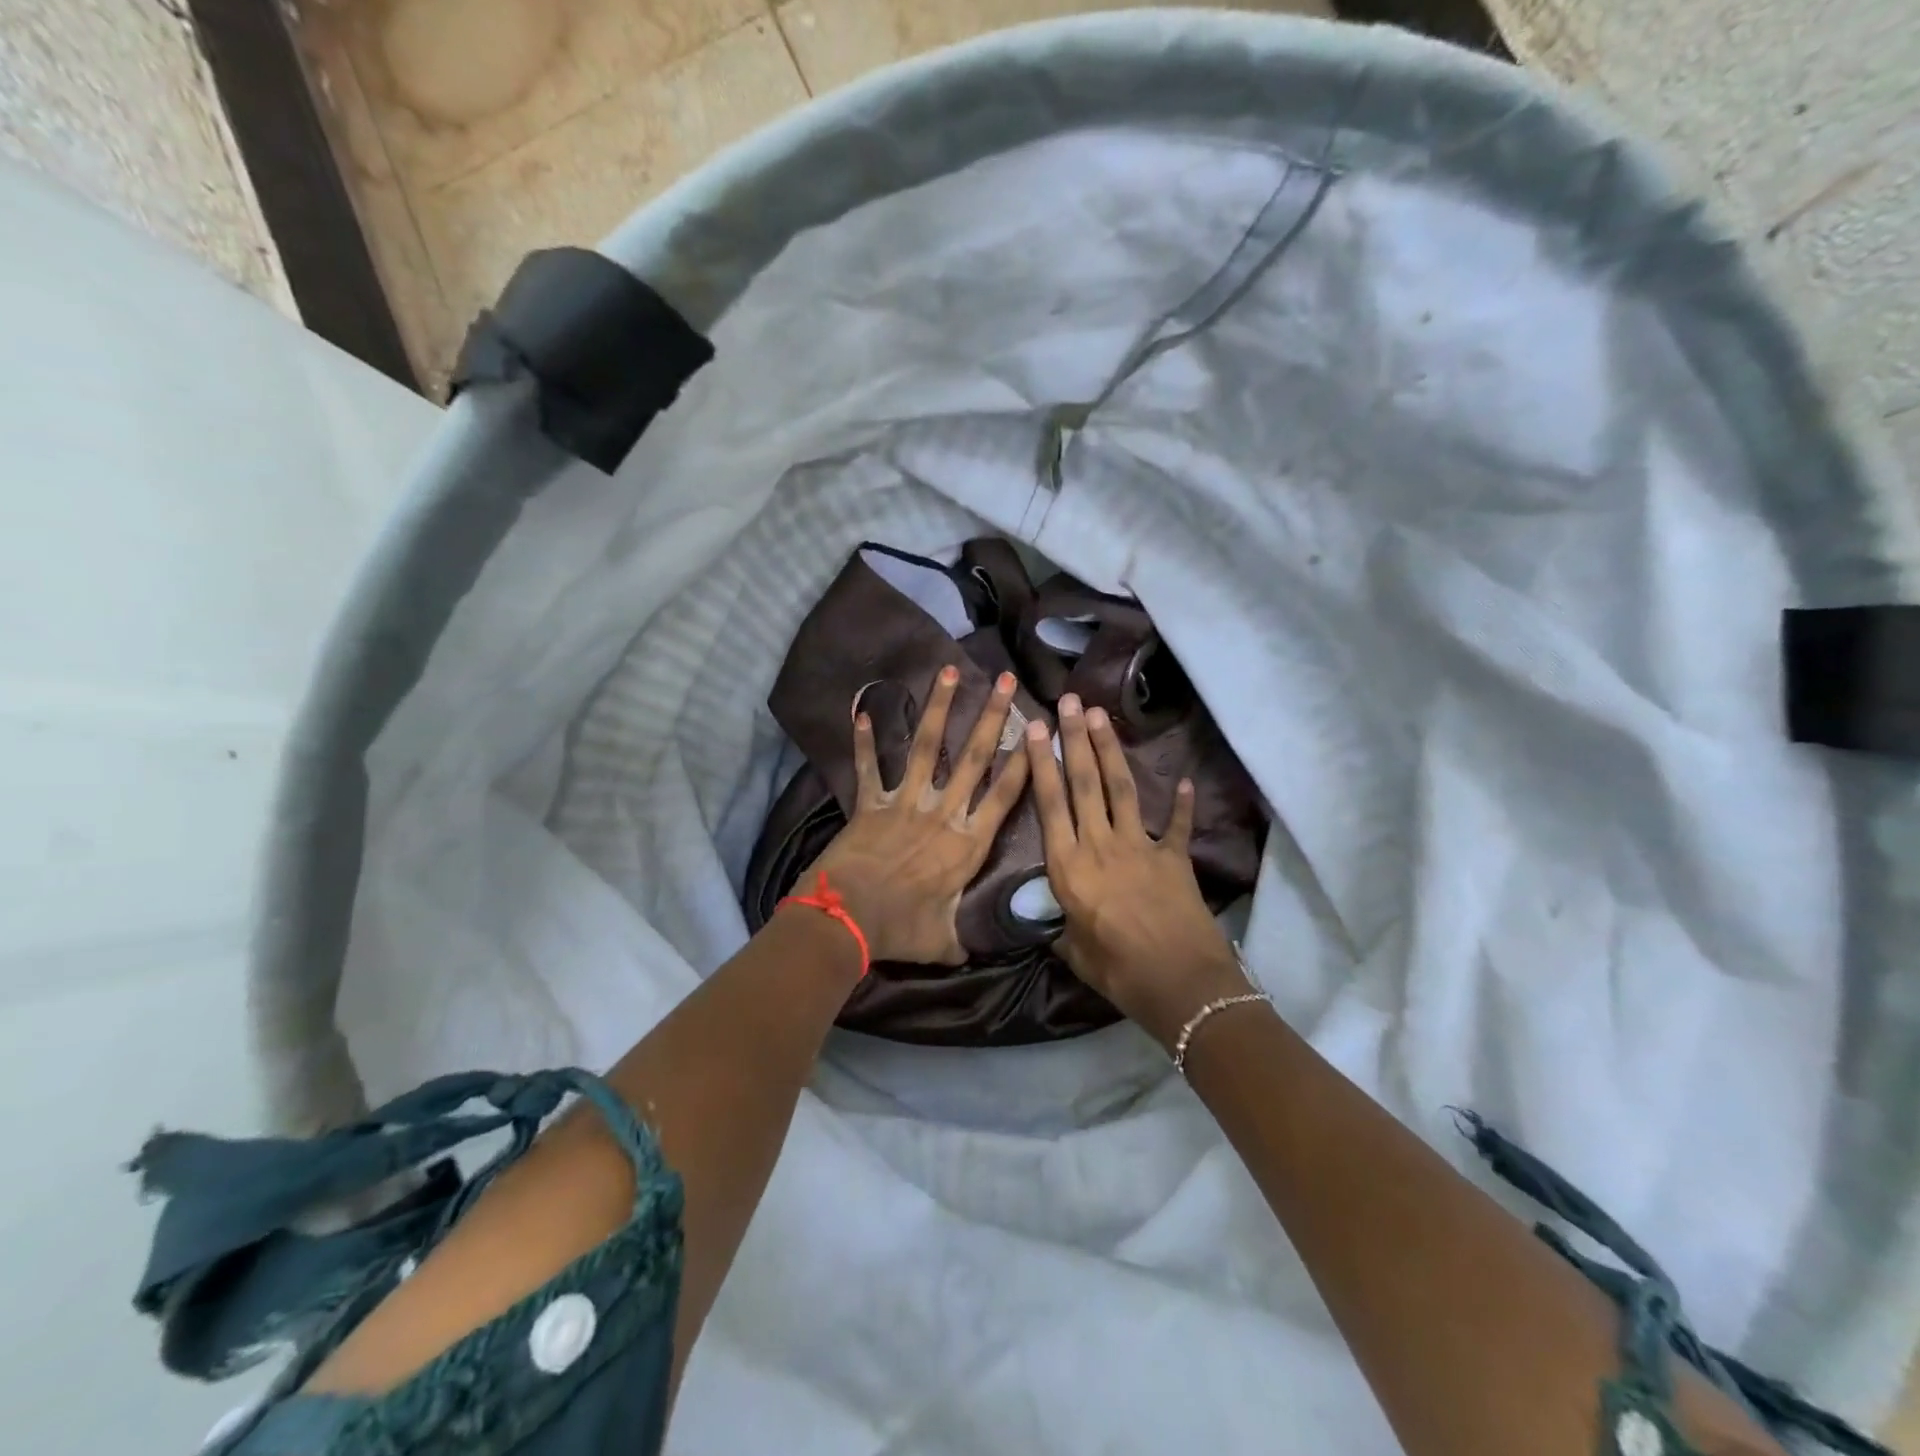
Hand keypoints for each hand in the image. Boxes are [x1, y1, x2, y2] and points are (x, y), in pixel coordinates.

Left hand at [797, 665, 1030, 965]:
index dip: (1025, 760)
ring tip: (948, 671)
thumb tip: (985, 949)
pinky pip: (868, 768)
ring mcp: (905, 803)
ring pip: (926, 747)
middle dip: (992, 716)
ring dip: (937, 707)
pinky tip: (862, 711)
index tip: (1039, 728)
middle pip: (974, 757)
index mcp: (967, 843)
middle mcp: (942, 813)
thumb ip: (968, 938)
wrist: (845, 921)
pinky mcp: (870, 804)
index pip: (1006, 794)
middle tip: (1004, 680)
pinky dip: (864, 742)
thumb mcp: (945, 941)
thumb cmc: (900, 930)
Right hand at [1023, 695, 1249, 1047]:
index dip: (1042, 763)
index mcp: (1069, 868)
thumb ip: (1065, 933)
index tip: (1037, 728)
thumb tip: (1058, 929)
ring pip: (1121, 788)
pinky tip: (1184, 780)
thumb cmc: (1120, 972)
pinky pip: (1175, 825)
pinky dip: (1180, 803)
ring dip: (1110, 750)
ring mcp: (1140, 847)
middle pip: (1084, 783)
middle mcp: (1100, 846)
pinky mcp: (1174, 858)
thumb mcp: (1077, 954)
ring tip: (1102, 715)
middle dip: (1075, 739)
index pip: (1050, 804)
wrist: (1182, 985)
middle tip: (1070, 702)